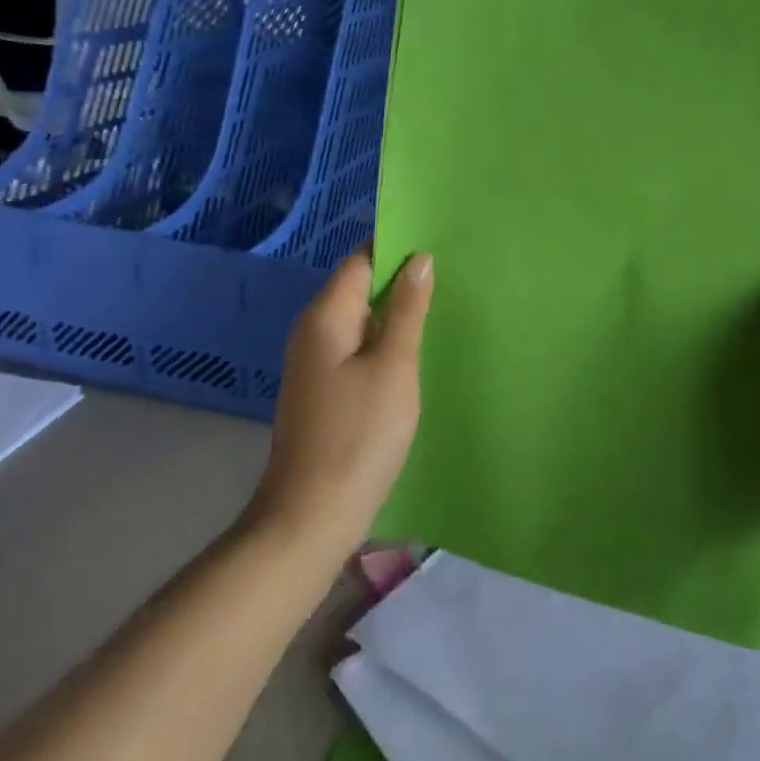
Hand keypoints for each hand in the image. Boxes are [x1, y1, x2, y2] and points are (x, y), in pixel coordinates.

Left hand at [247, 251, 433, 557]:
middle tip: (449, 278)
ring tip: (438, 310)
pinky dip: (382, 342)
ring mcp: (314, 362)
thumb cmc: (359, 434)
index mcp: (326, 315)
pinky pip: (355, 348)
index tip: (436, 245)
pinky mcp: (321, 390)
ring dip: (394, 314)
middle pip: (358, 288)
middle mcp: (313, 330)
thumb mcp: (394, 366)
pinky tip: (411, 354)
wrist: (311, 515)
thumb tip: (418, 259)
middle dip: (399, 281)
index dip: (396, 249)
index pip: (361, 261)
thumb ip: (408, 310)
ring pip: (359, 320)